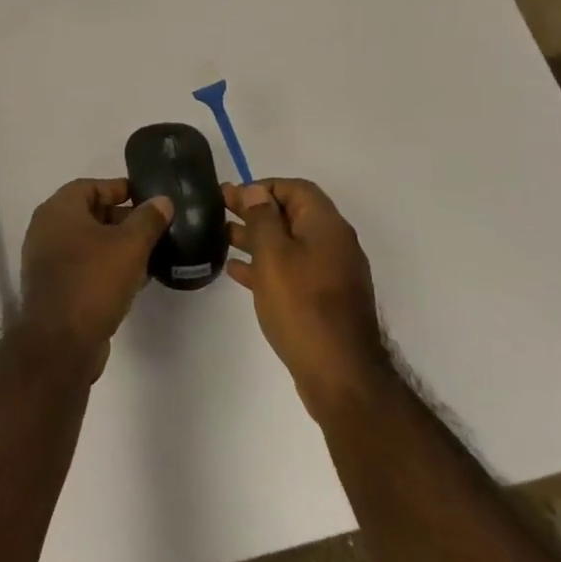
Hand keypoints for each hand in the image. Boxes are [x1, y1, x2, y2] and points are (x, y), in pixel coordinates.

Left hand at [18, 178, 172, 377]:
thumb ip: (148, 219)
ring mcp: (47, 261)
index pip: (91, 186)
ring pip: (88, 243)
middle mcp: (47, 230)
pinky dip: (106, 267)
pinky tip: (135, 280)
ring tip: (150, 253)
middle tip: (154, 227)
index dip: (120, 189)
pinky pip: (84, 267)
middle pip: (90, 214)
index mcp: (59, 210)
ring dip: (117, 246)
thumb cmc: (94, 281)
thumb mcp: (130, 245)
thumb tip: (162, 201)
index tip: (147, 198)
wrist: (60, 343)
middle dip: (123, 219)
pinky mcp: (54, 288)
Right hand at [226, 179, 392, 420]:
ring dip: (257, 237)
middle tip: (220, 209)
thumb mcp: (274, 255)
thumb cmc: (302, 306)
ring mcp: (331, 273)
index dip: (263, 187)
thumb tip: (255, 190)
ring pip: (289, 243)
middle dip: (255, 210)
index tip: (233, 196)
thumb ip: (262, 218)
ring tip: (222, 237)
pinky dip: (266, 265)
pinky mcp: (324, 300)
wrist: (340, 375)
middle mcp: (333, 243)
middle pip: (291, 214)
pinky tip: (238, 272)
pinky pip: (292, 270)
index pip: (295, 188)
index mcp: (326, 225)